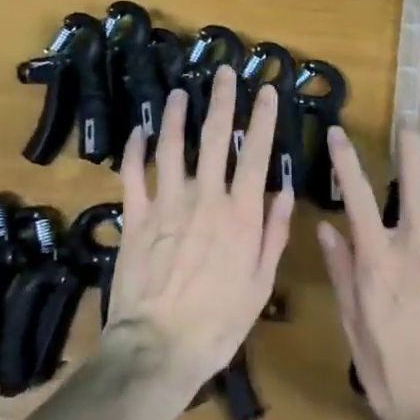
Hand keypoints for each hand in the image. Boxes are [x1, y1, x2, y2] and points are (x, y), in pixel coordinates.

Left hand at [105, 67, 294, 396]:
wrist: (159, 348)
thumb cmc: (218, 323)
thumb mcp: (260, 284)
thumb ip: (274, 233)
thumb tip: (285, 190)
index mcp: (240, 214)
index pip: (255, 154)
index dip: (261, 118)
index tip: (266, 89)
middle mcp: (205, 197)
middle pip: (215, 137)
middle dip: (221, 99)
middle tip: (223, 71)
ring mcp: (167, 203)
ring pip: (172, 145)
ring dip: (175, 115)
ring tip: (179, 92)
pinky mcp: (136, 216)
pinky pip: (134, 173)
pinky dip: (136, 149)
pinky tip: (139, 131)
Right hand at [318, 126, 419, 419]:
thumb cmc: (391, 374)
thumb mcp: (353, 326)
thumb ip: (341, 273)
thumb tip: (326, 229)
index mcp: (378, 259)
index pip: (358, 196)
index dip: (346, 160)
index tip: (339, 132)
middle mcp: (416, 249)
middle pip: (414, 186)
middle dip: (410, 149)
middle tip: (410, 124)